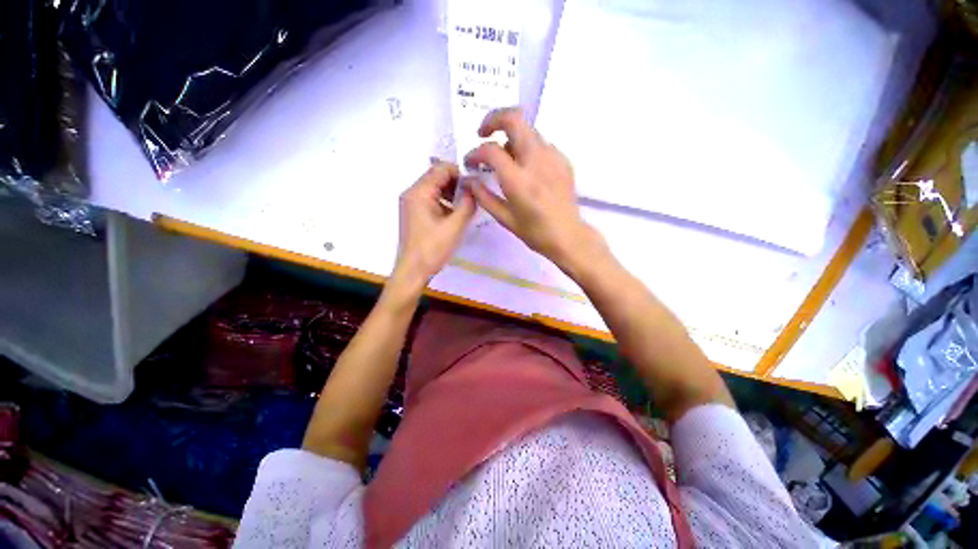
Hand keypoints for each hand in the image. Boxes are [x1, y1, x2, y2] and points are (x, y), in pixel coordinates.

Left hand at [392, 161, 475, 292]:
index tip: (475, 183)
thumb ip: (467, 205)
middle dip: (456, 183)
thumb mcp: (455, 226)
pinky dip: (444, 202)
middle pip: (436, 177)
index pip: (441, 169)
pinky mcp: (413, 214)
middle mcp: (412, 193)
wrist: (413, 270)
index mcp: (419, 192)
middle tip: (473, 194)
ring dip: (451, 193)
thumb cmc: (433, 248)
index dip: (460, 173)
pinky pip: (430, 200)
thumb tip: (475, 190)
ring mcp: (411, 204)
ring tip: (466, 204)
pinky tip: (455, 214)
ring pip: (434, 189)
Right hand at [465, 108, 594, 268]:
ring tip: (505, 157)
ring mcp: (553, 158)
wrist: (568, 236)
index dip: (475, 153)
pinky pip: (541, 143)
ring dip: (511, 136)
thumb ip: (484, 196)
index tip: (470, 162)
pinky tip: (526, 167)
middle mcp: (536, 161)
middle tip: (484, 134)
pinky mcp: (563, 160)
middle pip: (514, 119)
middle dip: (493, 120)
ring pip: (528, 129)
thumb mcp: (505, 219)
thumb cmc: (535, 232)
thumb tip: (468, 181)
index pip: (491, 150)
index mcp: (519, 181)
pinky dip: (528, 147)